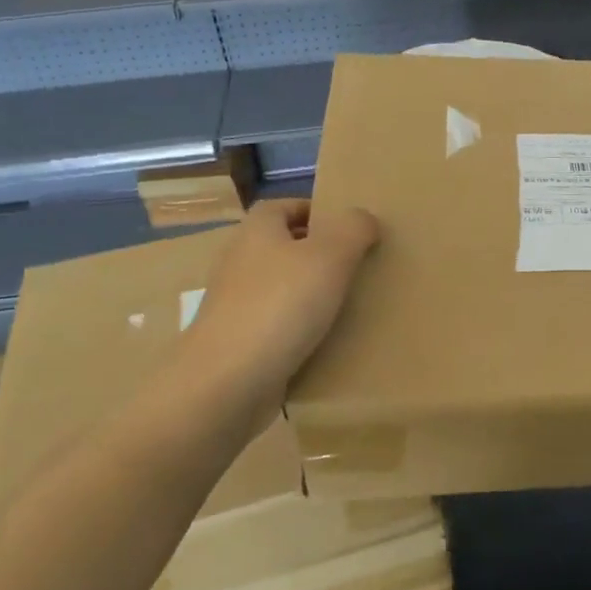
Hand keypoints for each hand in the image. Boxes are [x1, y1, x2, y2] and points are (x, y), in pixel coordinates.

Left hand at [168, 199, 379, 419]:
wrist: (226, 383)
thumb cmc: (280, 306)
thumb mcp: (330, 256)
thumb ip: (353, 229)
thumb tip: (364, 218)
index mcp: (256, 232)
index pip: (281, 206)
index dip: (313, 210)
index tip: (347, 228)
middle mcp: (240, 263)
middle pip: (282, 247)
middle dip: (318, 254)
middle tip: (358, 266)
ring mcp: (235, 306)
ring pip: (281, 289)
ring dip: (311, 294)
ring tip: (350, 305)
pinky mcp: (238, 344)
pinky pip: (277, 327)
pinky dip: (300, 331)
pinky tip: (327, 343)